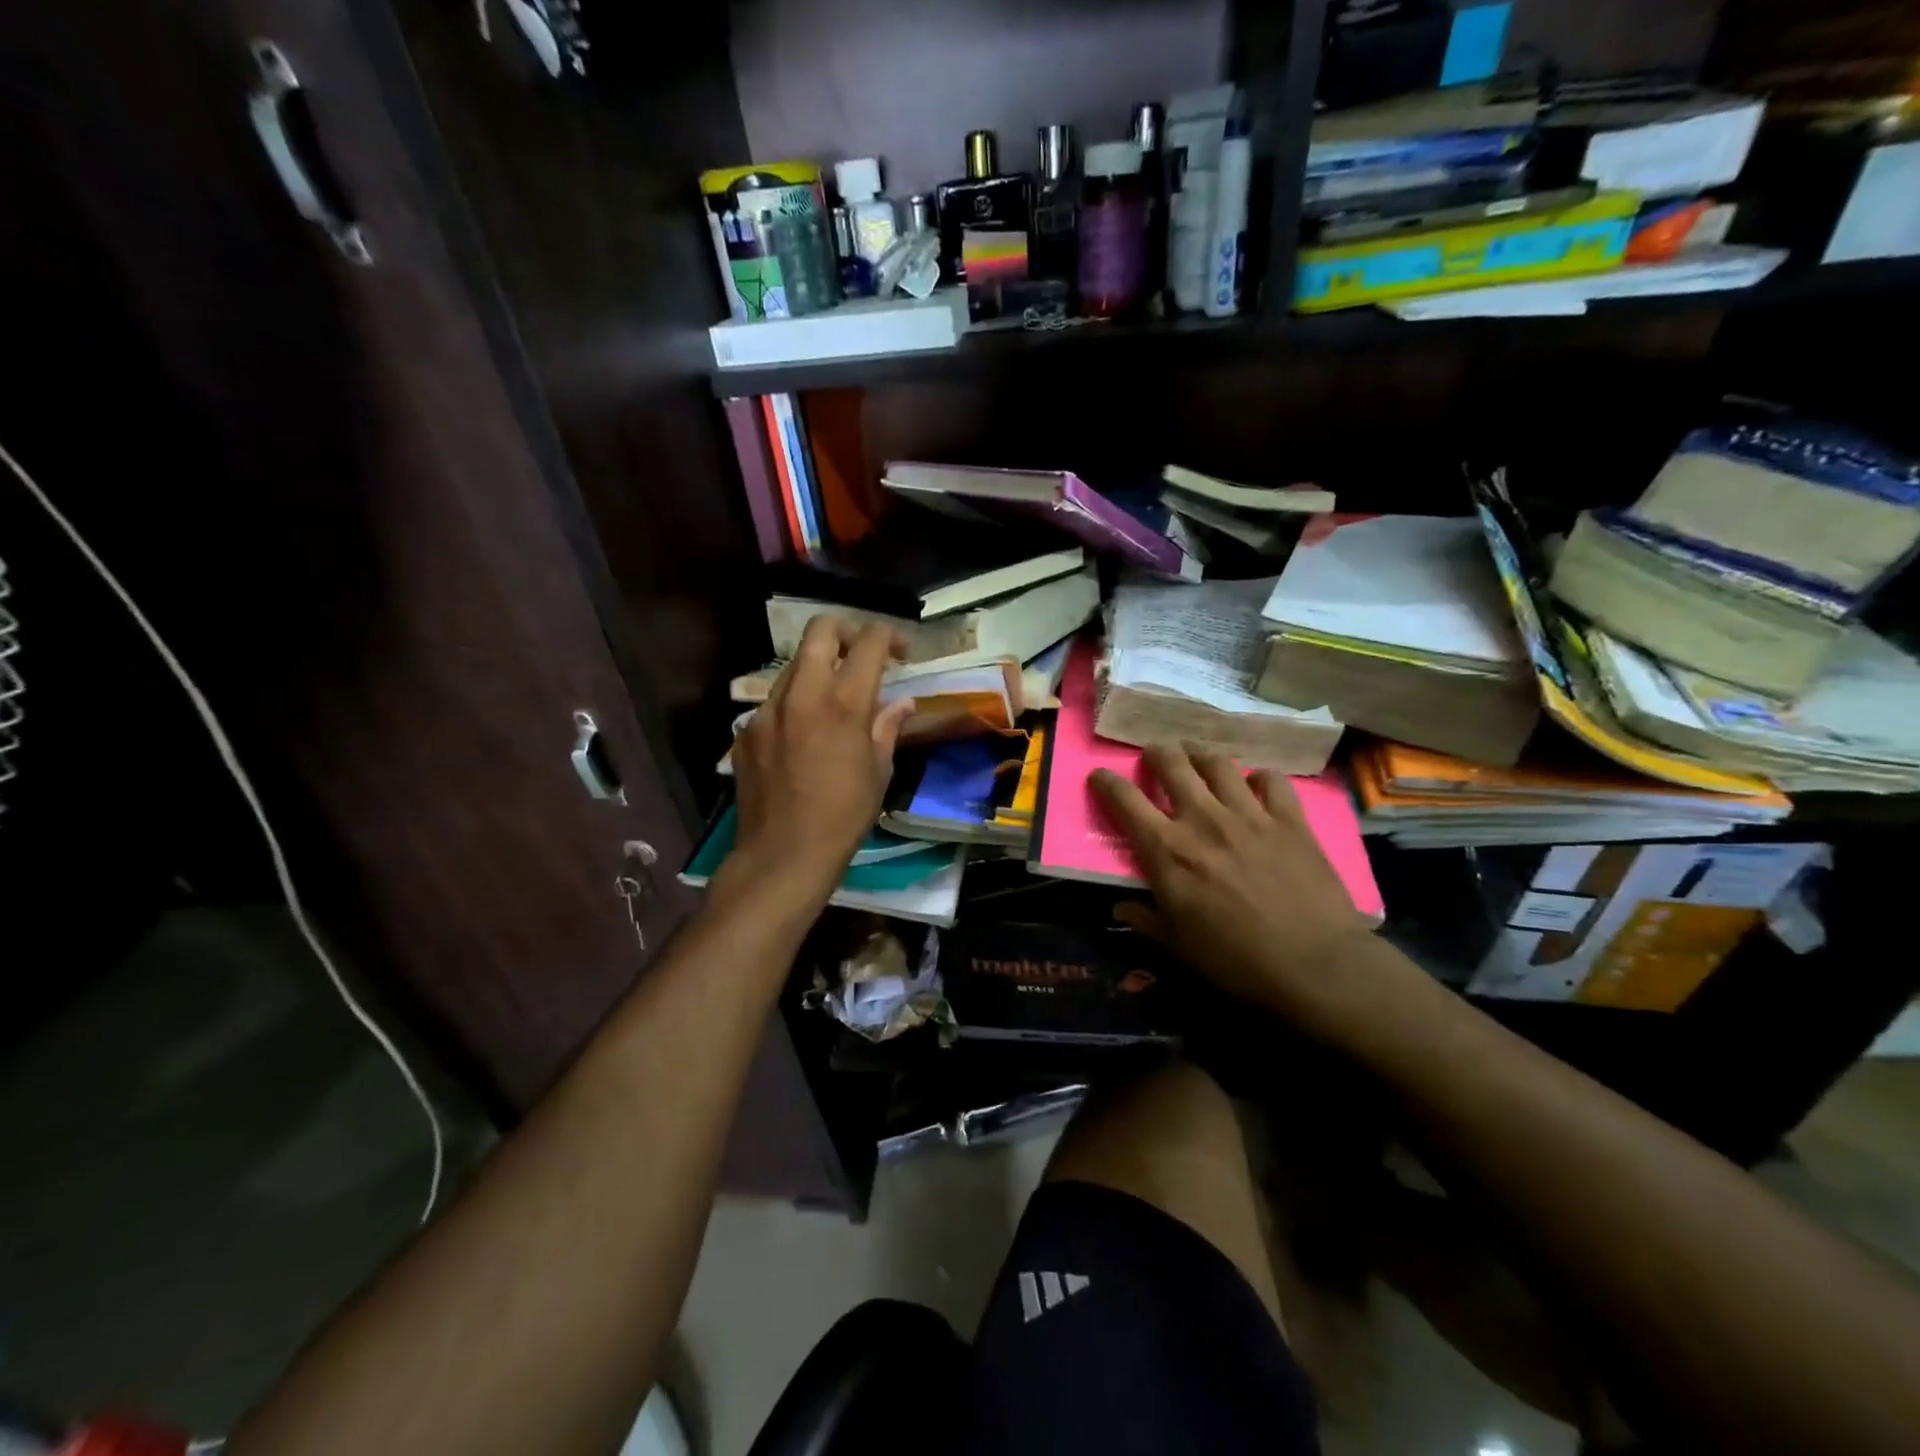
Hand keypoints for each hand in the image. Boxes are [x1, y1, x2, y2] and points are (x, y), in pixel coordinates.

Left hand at [722, 617, 913, 915]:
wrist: (783, 854)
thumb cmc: (844, 816)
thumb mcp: (879, 771)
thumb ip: (887, 727)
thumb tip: (902, 703)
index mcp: (844, 703)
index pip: (870, 642)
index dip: (890, 636)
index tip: (901, 651)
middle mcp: (802, 694)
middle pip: (820, 630)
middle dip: (847, 630)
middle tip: (862, 654)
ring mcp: (768, 709)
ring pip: (794, 664)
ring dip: (819, 668)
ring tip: (833, 699)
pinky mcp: (746, 729)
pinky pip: (775, 701)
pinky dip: (795, 704)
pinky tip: (802, 735)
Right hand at [1091, 745, 1376, 1025]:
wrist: (1314, 964)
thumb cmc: (1235, 960)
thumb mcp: (1177, 945)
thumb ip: (1145, 918)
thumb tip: (1120, 905)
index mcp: (1167, 850)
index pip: (1124, 799)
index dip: (1105, 782)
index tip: (1099, 778)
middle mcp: (1202, 819)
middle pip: (1171, 763)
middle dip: (1156, 753)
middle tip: (1155, 757)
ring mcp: (1249, 814)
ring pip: (1218, 763)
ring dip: (1201, 755)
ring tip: (1198, 758)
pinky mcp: (1290, 819)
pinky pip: (1272, 779)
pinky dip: (1260, 777)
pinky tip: (1256, 785)